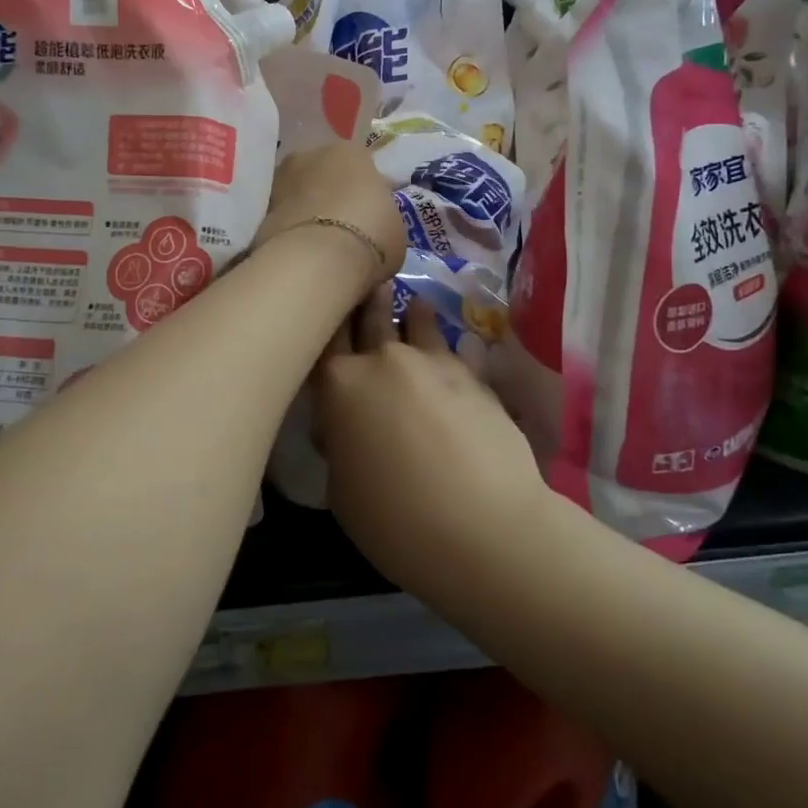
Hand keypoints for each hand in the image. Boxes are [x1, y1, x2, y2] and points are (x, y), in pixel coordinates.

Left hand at [253, 145, 406, 302]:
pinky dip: (290, 233)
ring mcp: (280, 180)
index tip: (372, 218)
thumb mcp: (395, 227)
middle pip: (325, 176)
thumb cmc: (371, 234)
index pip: (361, 167)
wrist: (317, 259)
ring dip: (308, 214)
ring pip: (300, 196)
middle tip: (344, 232)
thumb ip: (381, 216)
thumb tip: (373, 222)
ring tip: (320, 249)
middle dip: (333, 199)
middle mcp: (310, 155)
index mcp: (350, 151)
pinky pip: (282, 220)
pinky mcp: (258, 210)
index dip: (367, 193)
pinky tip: (302, 256)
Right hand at [313, 287, 547, 593]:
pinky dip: (450, 346)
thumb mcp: (343, 493)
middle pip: (370, 317)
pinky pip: (456, 349)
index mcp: (339, 385)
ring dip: (412, 314)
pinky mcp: (474, 375)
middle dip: (367, 299)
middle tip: (368, 281)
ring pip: (417, 323)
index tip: (324, 302)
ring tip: (415, 305)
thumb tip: (344, 428)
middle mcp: (383, 359)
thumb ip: (339, 446)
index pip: (324, 337)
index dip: (323, 318)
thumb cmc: (396, 520)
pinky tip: (457, 344)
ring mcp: (433, 362)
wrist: (484, 526)